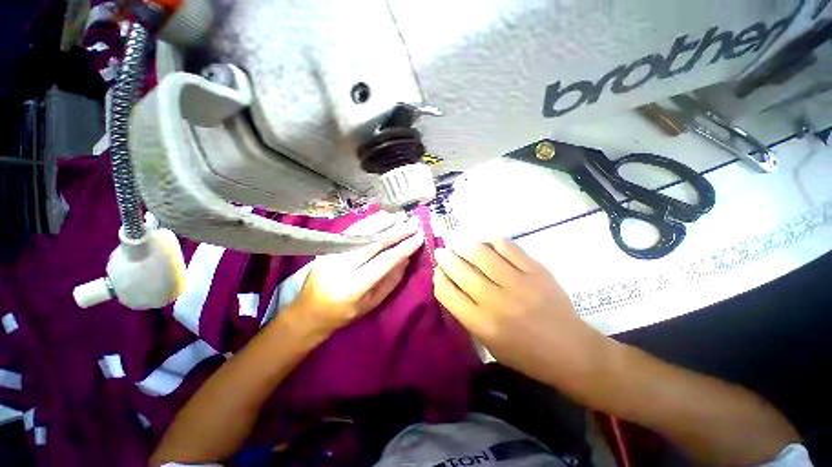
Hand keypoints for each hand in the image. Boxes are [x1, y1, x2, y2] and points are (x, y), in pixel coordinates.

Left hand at [284, 212, 423, 339]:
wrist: (309, 311)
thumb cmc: (344, 313)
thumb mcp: (372, 303)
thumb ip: (391, 280)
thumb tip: (406, 257)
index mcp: (353, 287)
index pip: (384, 261)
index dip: (404, 247)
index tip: (419, 237)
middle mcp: (340, 267)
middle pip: (373, 242)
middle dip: (397, 231)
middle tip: (413, 223)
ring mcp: (330, 253)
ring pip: (362, 231)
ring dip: (384, 221)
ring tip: (401, 216)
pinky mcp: (326, 246)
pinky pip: (352, 229)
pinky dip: (369, 221)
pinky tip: (382, 216)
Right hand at [433, 238, 603, 383]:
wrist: (571, 351)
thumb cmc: (525, 354)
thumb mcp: (487, 343)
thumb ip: (466, 313)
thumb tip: (450, 283)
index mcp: (482, 324)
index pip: (447, 292)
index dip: (438, 278)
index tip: (438, 271)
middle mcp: (496, 301)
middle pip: (461, 270)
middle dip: (446, 257)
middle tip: (442, 251)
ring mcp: (518, 283)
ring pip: (481, 253)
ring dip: (464, 244)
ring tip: (458, 242)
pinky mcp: (536, 270)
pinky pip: (507, 247)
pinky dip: (491, 240)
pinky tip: (484, 241)